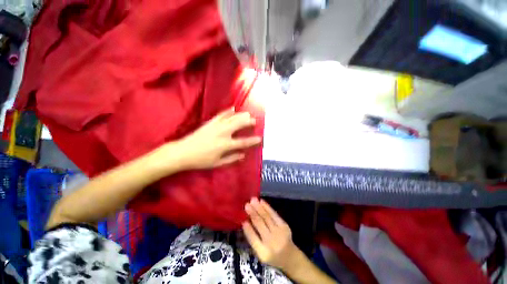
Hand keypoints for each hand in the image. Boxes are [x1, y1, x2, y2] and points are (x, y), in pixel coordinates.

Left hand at [175, 108, 261, 169]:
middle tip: (254, 120)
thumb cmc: (201, 160)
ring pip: (231, 118)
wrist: (183, 152)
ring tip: (248, 114)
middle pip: (238, 125)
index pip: (243, 142)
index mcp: (225, 145)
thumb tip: (243, 155)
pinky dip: (227, 111)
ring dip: (241, 115)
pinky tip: (233, 108)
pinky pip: (220, 115)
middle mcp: (223, 133)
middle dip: (248, 122)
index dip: (252, 140)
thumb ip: (231, 158)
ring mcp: (216, 126)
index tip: (260, 138)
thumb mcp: (217, 163)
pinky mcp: (210, 123)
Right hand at [242, 198, 301, 271]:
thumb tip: (245, 222)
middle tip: (246, 205)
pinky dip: (267, 207)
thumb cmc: (271, 255)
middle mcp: (272, 242)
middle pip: (260, 224)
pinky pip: (274, 214)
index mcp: (263, 253)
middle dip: (253, 213)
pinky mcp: (284, 225)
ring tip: (253, 200)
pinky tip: (262, 202)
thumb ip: (253, 240)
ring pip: (267, 217)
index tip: (242, 219)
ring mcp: (279, 232)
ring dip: (259, 207)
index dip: (248, 229)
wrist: (290, 256)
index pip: (253, 239)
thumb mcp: (260, 254)